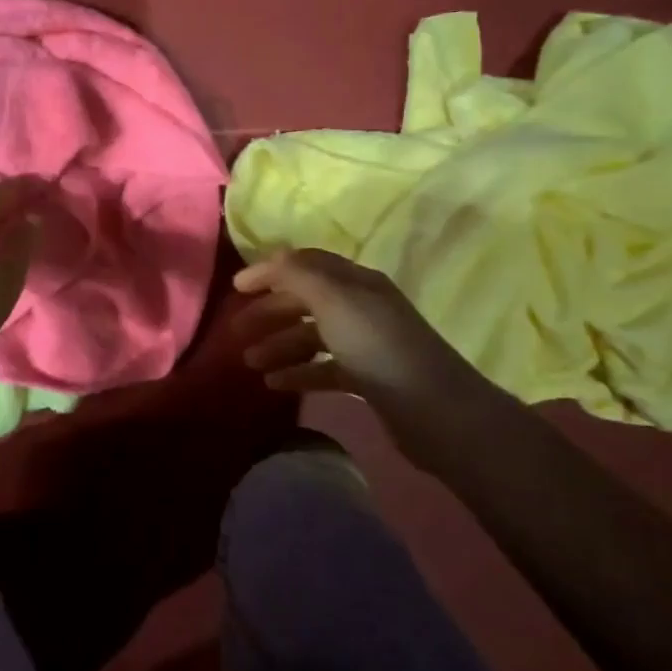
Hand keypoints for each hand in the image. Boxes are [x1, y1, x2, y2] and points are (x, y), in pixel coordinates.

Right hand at [231, 248, 484, 411]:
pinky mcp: (368, 378)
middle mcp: (361, 307)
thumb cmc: (378, 347)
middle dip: (270, 313)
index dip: (270, 272)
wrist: (434, 410)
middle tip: (236, 332)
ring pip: (312, 337)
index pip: (306, 265)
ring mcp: (366, 344)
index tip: (236, 289)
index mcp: (356, 282)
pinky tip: (275, 385)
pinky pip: (324, 369)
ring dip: (279, 346)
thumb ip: (298, 276)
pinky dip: (299, 373)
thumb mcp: (334, 301)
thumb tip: (271, 260)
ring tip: (250, 364)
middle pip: (306, 301)